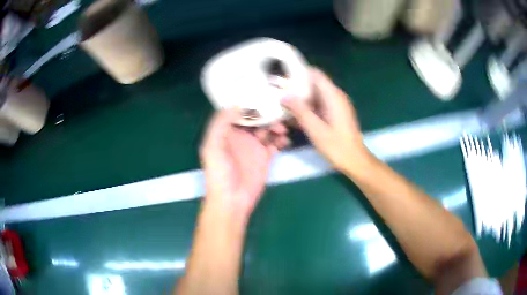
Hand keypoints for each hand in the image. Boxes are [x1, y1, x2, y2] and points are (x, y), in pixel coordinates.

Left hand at [200, 109, 288, 220]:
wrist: (232, 200)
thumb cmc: (219, 173)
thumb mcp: (212, 146)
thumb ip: (220, 123)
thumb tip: (237, 104)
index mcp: (227, 131)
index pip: (239, 111)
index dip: (249, 103)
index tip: (262, 96)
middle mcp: (241, 136)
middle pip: (256, 118)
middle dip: (267, 113)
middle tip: (278, 113)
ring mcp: (254, 147)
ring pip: (267, 129)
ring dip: (275, 126)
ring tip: (282, 128)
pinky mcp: (265, 158)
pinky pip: (275, 144)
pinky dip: (280, 140)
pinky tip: (284, 140)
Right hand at [282, 68, 369, 174]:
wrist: (354, 160)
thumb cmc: (337, 146)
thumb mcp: (315, 130)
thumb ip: (300, 111)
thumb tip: (284, 96)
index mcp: (333, 96)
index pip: (316, 74)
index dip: (299, 72)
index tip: (283, 78)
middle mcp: (336, 96)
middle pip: (314, 84)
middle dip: (297, 87)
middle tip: (280, 94)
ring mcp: (337, 104)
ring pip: (316, 94)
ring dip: (301, 99)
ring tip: (285, 105)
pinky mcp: (336, 112)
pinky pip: (320, 104)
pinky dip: (309, 107)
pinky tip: (297, 117)